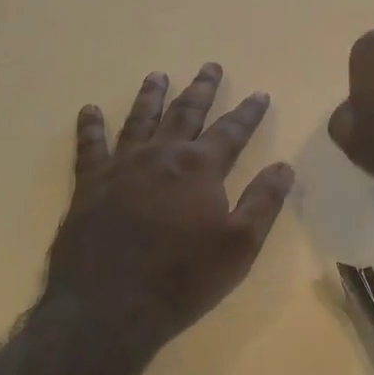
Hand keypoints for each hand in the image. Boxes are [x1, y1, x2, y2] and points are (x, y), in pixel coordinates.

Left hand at [0, 64, 293, 374]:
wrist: (109, 307)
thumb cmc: (183, 278)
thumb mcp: (240, 245)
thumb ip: (263, 202)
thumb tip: (284, 166)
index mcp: (200, 168)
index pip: (232, 130)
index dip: (249, 112)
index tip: (260, 93)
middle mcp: (162, 155)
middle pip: (185, 113)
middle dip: (201, 89)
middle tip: (209, 66)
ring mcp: (122, 167)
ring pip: (140, 120)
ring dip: (151, 96)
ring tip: (157, 75)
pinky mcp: (90, 185)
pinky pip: (90, 147)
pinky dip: (90, 127)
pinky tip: (89, 110)